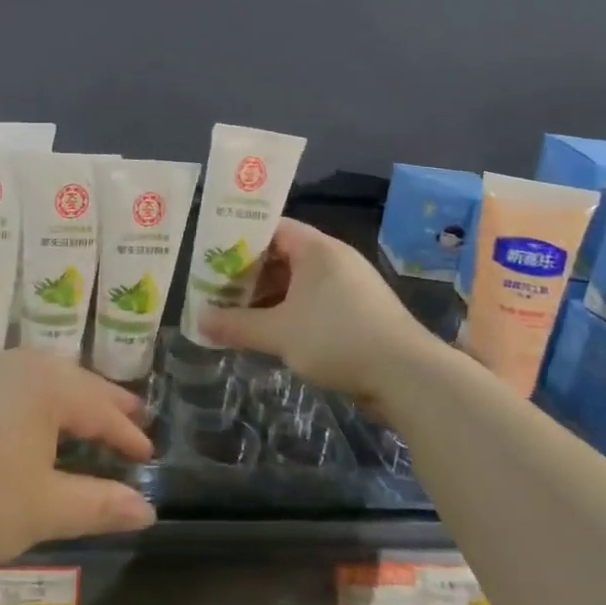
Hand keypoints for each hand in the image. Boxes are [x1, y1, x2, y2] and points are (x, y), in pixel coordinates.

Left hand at [0, 349, 156, 570]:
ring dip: (70, 399)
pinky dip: (36, 401)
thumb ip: (99, 505)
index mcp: (47, 385)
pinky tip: (31, 420)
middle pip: (75, 383)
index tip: (149, 453)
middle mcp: (19, 364)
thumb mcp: (43, 509)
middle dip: (106, 404)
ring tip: (89, 416)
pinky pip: (12, 385)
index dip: (128, 434)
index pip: (101, 409)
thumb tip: (147, 509)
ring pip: (42, 379)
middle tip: (135, 417)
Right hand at [198, 219, 427, 405]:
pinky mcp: (359, 312)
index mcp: (317, 248)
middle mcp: (334, 259)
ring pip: (299, 282)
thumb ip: (236, 324)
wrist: (407, 375)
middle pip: (283, 255)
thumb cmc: (337, 338)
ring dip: (270, 296)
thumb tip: (198, 320)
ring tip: (238, 314)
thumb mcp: (279, 332)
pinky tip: (273, 333)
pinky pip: (315, 302)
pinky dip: (291, 312)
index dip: (240, 240)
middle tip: (218, 290)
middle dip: (250, 273)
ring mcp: (350, 285)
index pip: (272, 228)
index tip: (213, 257)